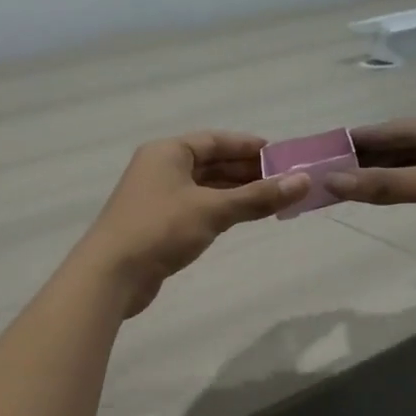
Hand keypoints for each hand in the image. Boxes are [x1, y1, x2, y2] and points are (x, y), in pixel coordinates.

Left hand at [77, 132, 310, 316]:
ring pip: (204, 187)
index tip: (281, 155)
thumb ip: (258, 197)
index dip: (248, 146)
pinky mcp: (157, 224)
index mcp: (167, 152)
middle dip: (246, 171)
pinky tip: (241, 217)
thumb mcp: (212, 210)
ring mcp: (157, 197)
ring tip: (272, 199)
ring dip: (235, 192)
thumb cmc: (160, 229)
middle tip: (284, 180)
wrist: (111, 274)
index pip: (215, 140)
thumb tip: (304, 182)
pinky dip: (220, 209)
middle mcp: (160, 168)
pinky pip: (196, 207)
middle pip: (210, 163)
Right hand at [327, 116, 415, 279]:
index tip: (330, 142)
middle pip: (409, 147)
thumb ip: (391, 185)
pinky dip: (401, 192)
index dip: (368, 136)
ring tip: (344, 181)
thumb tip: (333, 182)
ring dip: (384, 176)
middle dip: (371, 156)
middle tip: (329, 164)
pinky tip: (379, 196)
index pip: (404, 128)